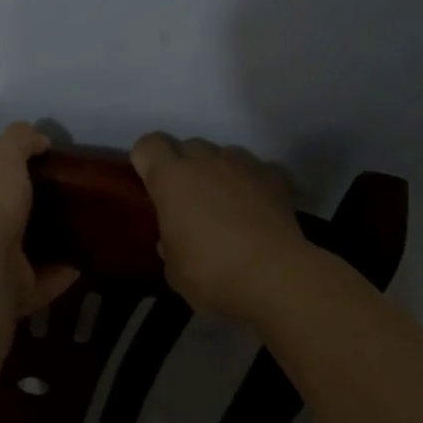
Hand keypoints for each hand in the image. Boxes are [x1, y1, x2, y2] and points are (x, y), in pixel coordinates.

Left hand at [0, 123, 79, 318]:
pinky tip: (81, 262)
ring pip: (11, 262)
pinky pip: (38, 286)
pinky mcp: (8, 302)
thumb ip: (18, 143)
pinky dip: (58, 276)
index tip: (18, 179)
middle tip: (47, 206)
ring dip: (37, 251)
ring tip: (68, 233)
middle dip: (12, 222)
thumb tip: (39, 138)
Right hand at [129, 133, 311, 321]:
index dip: (145, 161)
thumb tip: (174, 239)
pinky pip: (256, 169)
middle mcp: (205, 160)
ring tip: (224, 204)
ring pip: (222, 153)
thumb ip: (169, 244)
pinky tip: (256, 207)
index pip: (148, 145)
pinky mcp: (274, 176)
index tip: (150, 185)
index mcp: (171, 178)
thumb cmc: (214, 273)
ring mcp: (243, 164)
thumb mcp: (174, 270)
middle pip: (186, 146)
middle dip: (182, 166)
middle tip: (186, 201)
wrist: (277, 277)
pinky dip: (252, 182)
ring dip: (217, 171)